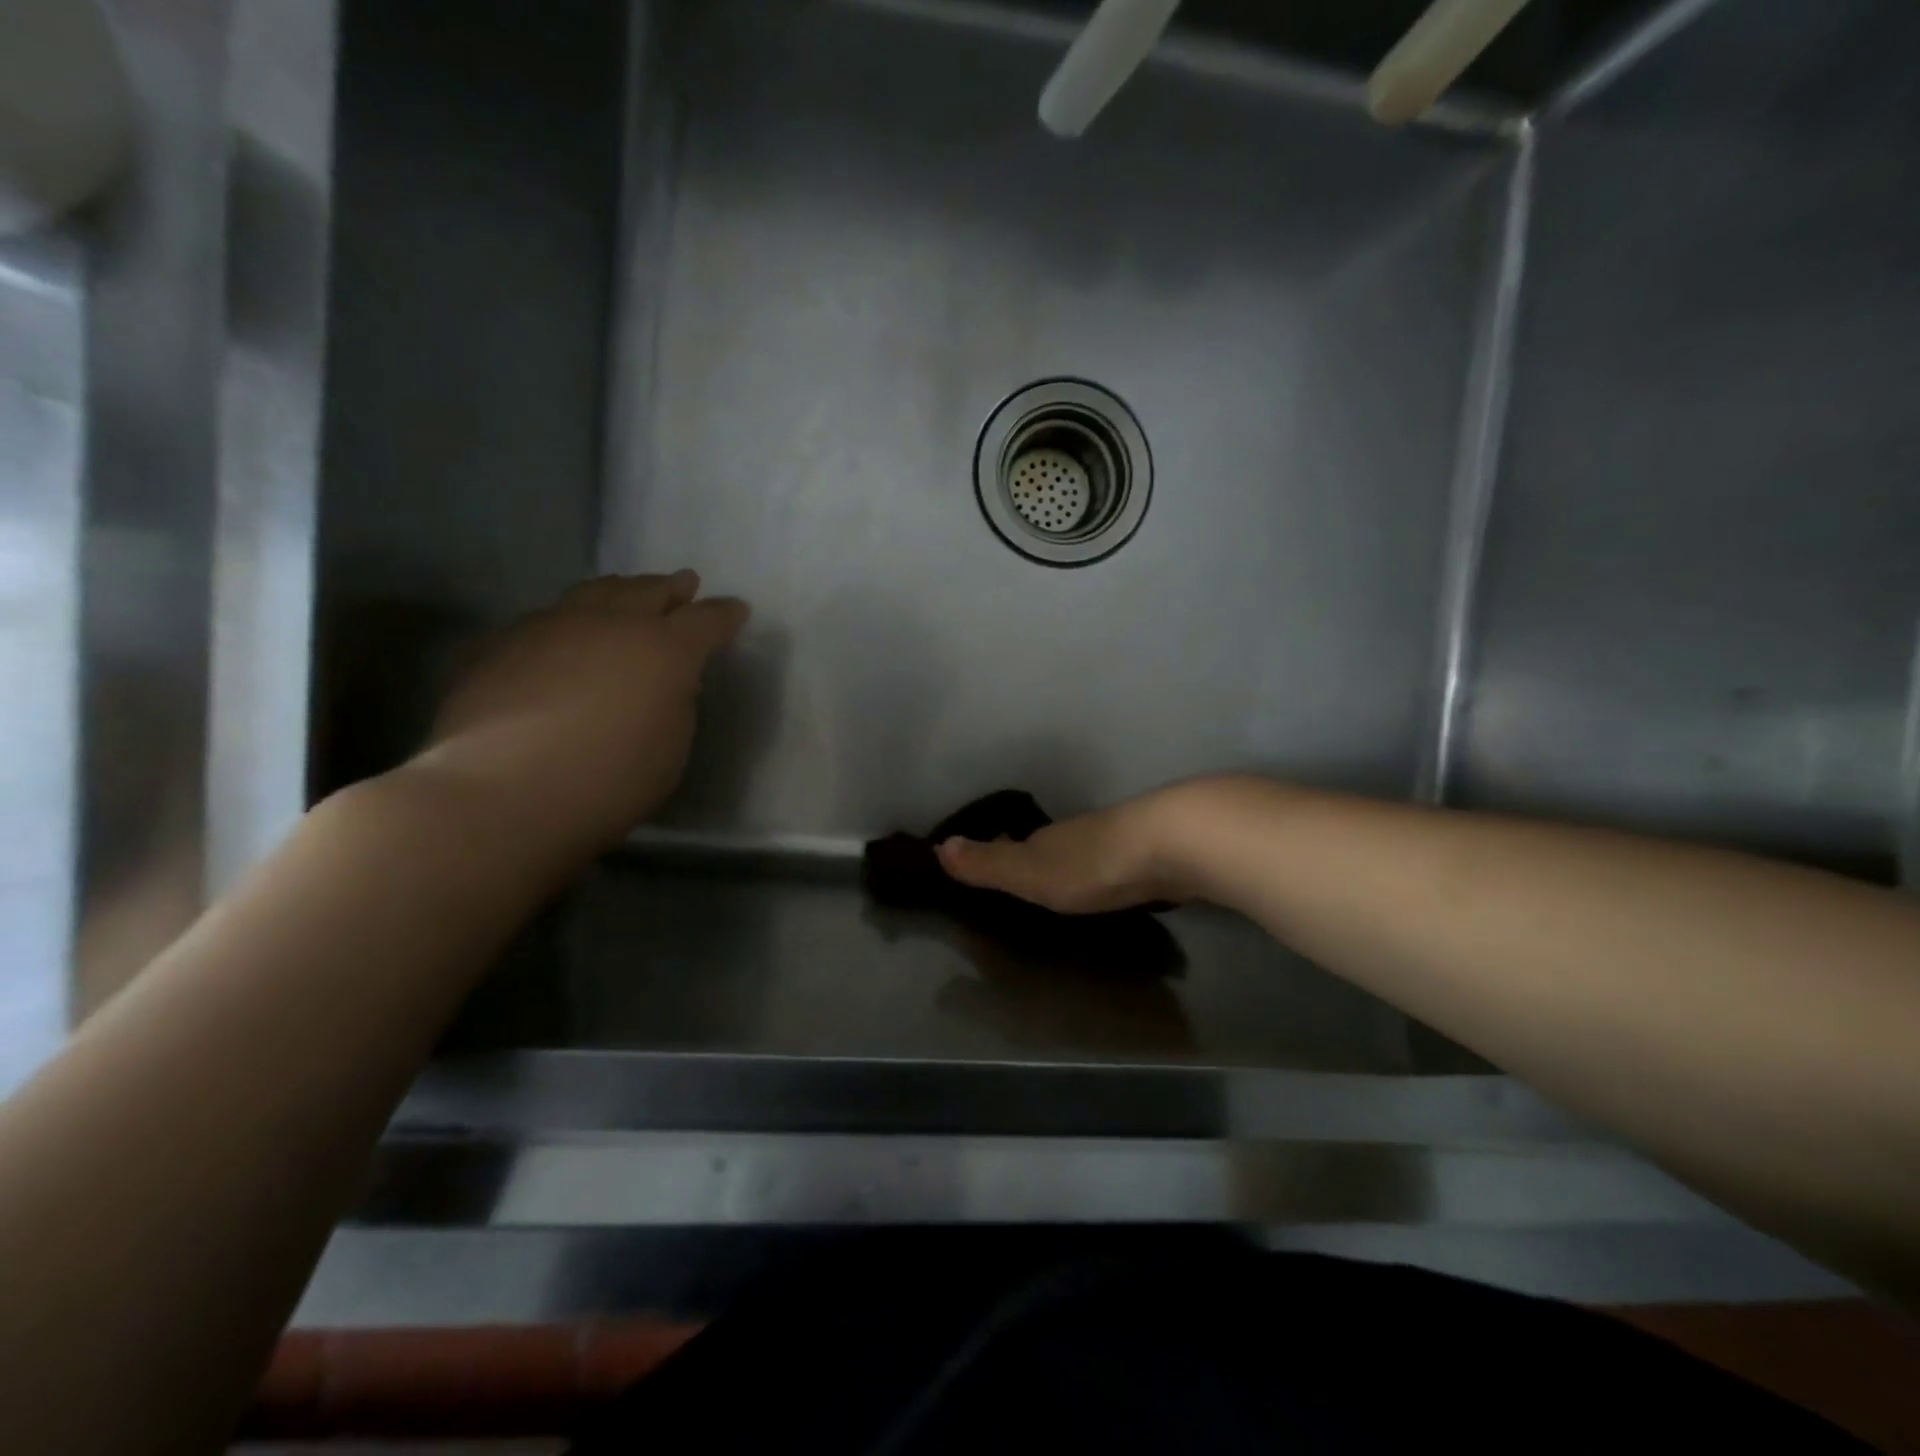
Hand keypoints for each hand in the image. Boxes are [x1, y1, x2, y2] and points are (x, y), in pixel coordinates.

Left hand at [409, 571, 748, 862]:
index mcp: (664, 649)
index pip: (706, 620)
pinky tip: (567, 632)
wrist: (501, 793)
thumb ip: (674, 704)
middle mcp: (610, 623)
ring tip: (627, 592)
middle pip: (648, 591)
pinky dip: (571, 618)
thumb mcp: (670, 748)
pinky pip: (549, 617)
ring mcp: (551, 627)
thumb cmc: (609, 781)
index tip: (736, 610)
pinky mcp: (502, 643)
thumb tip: (665, 683)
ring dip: (619, 591)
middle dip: (671, 588)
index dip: (724, 614)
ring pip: (593, 593)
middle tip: (684, 584)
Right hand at [935, 786, 1197, 913]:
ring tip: (1067, 886)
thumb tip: (939, 846)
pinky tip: (1114, 887)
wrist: (1171, 845)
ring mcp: (1118, 840)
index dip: (997, 849)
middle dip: (1037, 857)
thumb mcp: (1029, 873)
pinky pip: (1118, 863)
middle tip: (1026, 880)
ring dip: (1075, 865)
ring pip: (1086, 852)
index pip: (1012, 841)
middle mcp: (1078, 833)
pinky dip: (1109, 873)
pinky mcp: (1152, 856)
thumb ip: (987, 864)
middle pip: (1050, 844)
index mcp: (1047, 838)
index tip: (985, 861)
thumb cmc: (1091, 864)